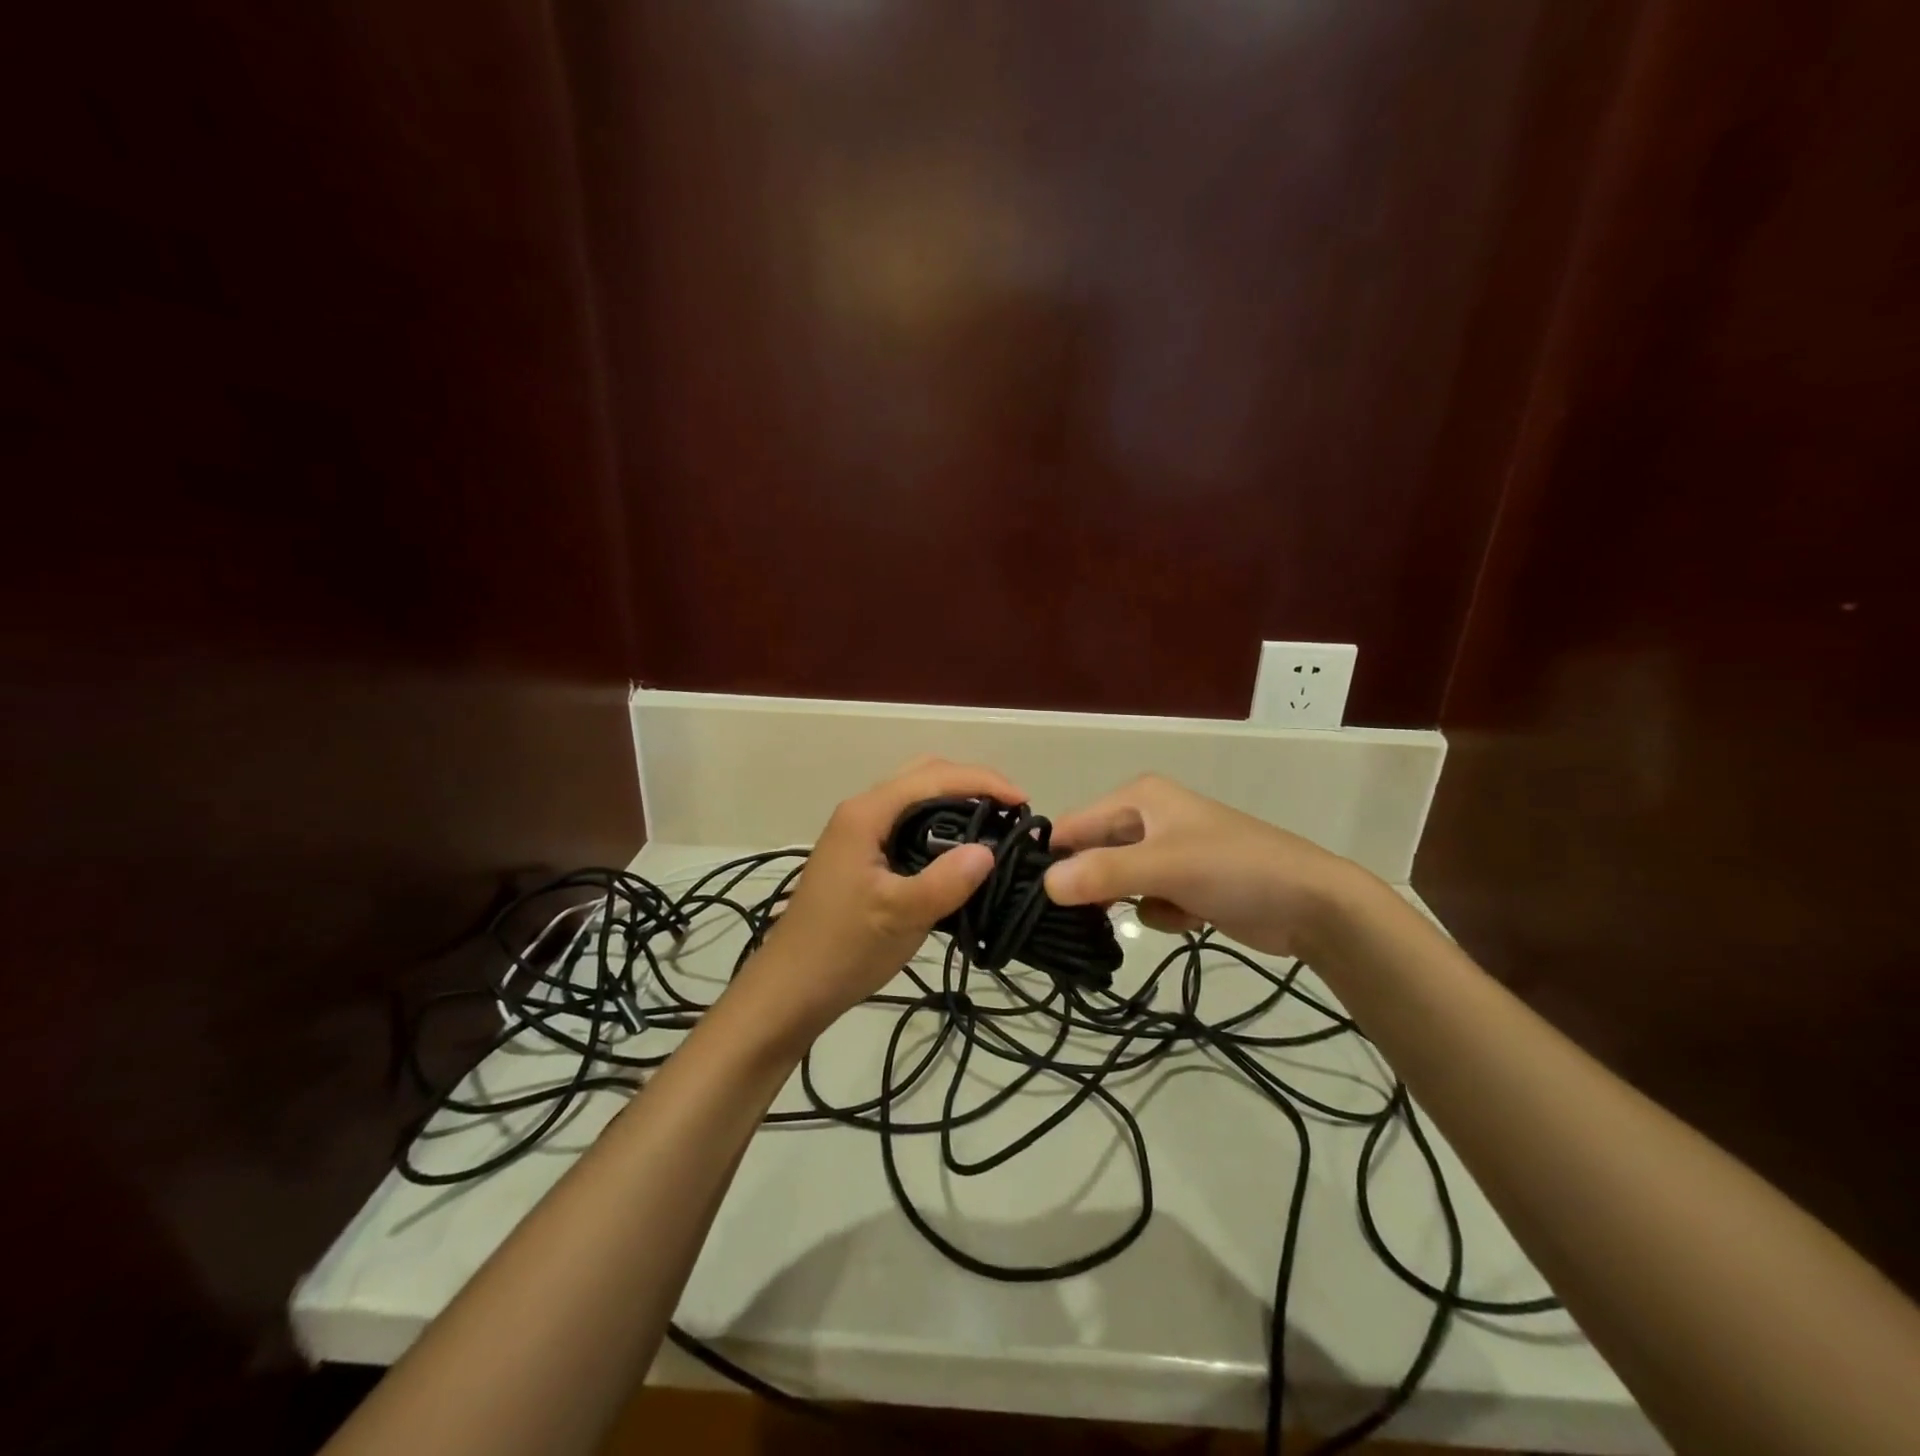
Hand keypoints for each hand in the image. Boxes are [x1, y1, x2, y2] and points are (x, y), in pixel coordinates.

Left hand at [746, 756, 1026, 1037]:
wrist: (791, 987)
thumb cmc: (843, 949)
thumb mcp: (899, 916)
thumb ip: (945, 881)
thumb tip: (990, 849)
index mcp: (867, 814)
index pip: (933, 777)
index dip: (982, 782)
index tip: (1023, 802)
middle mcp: (862, 811)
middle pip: (924, 774)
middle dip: (971, 783)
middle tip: (1011, 812)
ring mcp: (860, 831)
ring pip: (916, 797)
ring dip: (957, 801)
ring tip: (995, 826)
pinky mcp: (864, 853)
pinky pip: (909, 822)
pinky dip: (942, 823)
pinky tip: (961, 850)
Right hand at [1041, 773, 1366, 959]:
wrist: (1312, 904)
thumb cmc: (1234, 869)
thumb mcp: (1164, 867)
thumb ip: (1102, 873)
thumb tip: (1044, 885)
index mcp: (1138, 797)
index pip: (1073, 825)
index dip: (1054, 859)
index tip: (1035, 899)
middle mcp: (1147, 818)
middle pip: (1094, 854)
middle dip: (1091, 885)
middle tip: (1080, 919)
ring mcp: (1167, 851)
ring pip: (1118, 881)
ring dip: (1128, 902)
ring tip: (1151, 911)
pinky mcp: (1185, 881)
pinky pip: (1148, 900)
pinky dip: (1161, 912)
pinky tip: (1188, 917)